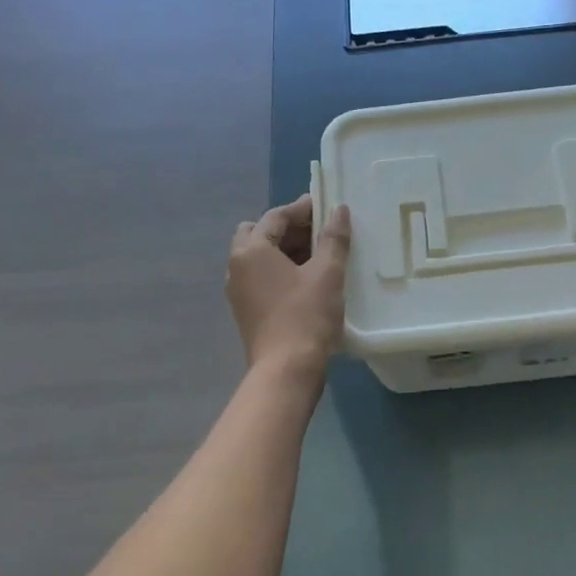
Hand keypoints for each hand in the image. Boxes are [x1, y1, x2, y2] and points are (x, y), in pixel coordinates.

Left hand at [226, 195, 351, 385]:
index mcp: (251, 250)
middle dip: (288, 229)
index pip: (275, 217)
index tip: (325, 206)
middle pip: (260, 234)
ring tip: (318, 255)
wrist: (286, 369)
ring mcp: (238, 291)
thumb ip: (333, 238)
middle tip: (320, 231)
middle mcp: (236, 266)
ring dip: (285, 250)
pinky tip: (307, 280)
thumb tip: (339, 210)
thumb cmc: (306, 315)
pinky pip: (261, 278)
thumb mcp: (327, 272)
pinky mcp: (246, 311)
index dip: (302, 209)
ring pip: (259, 258)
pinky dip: (281, 271)